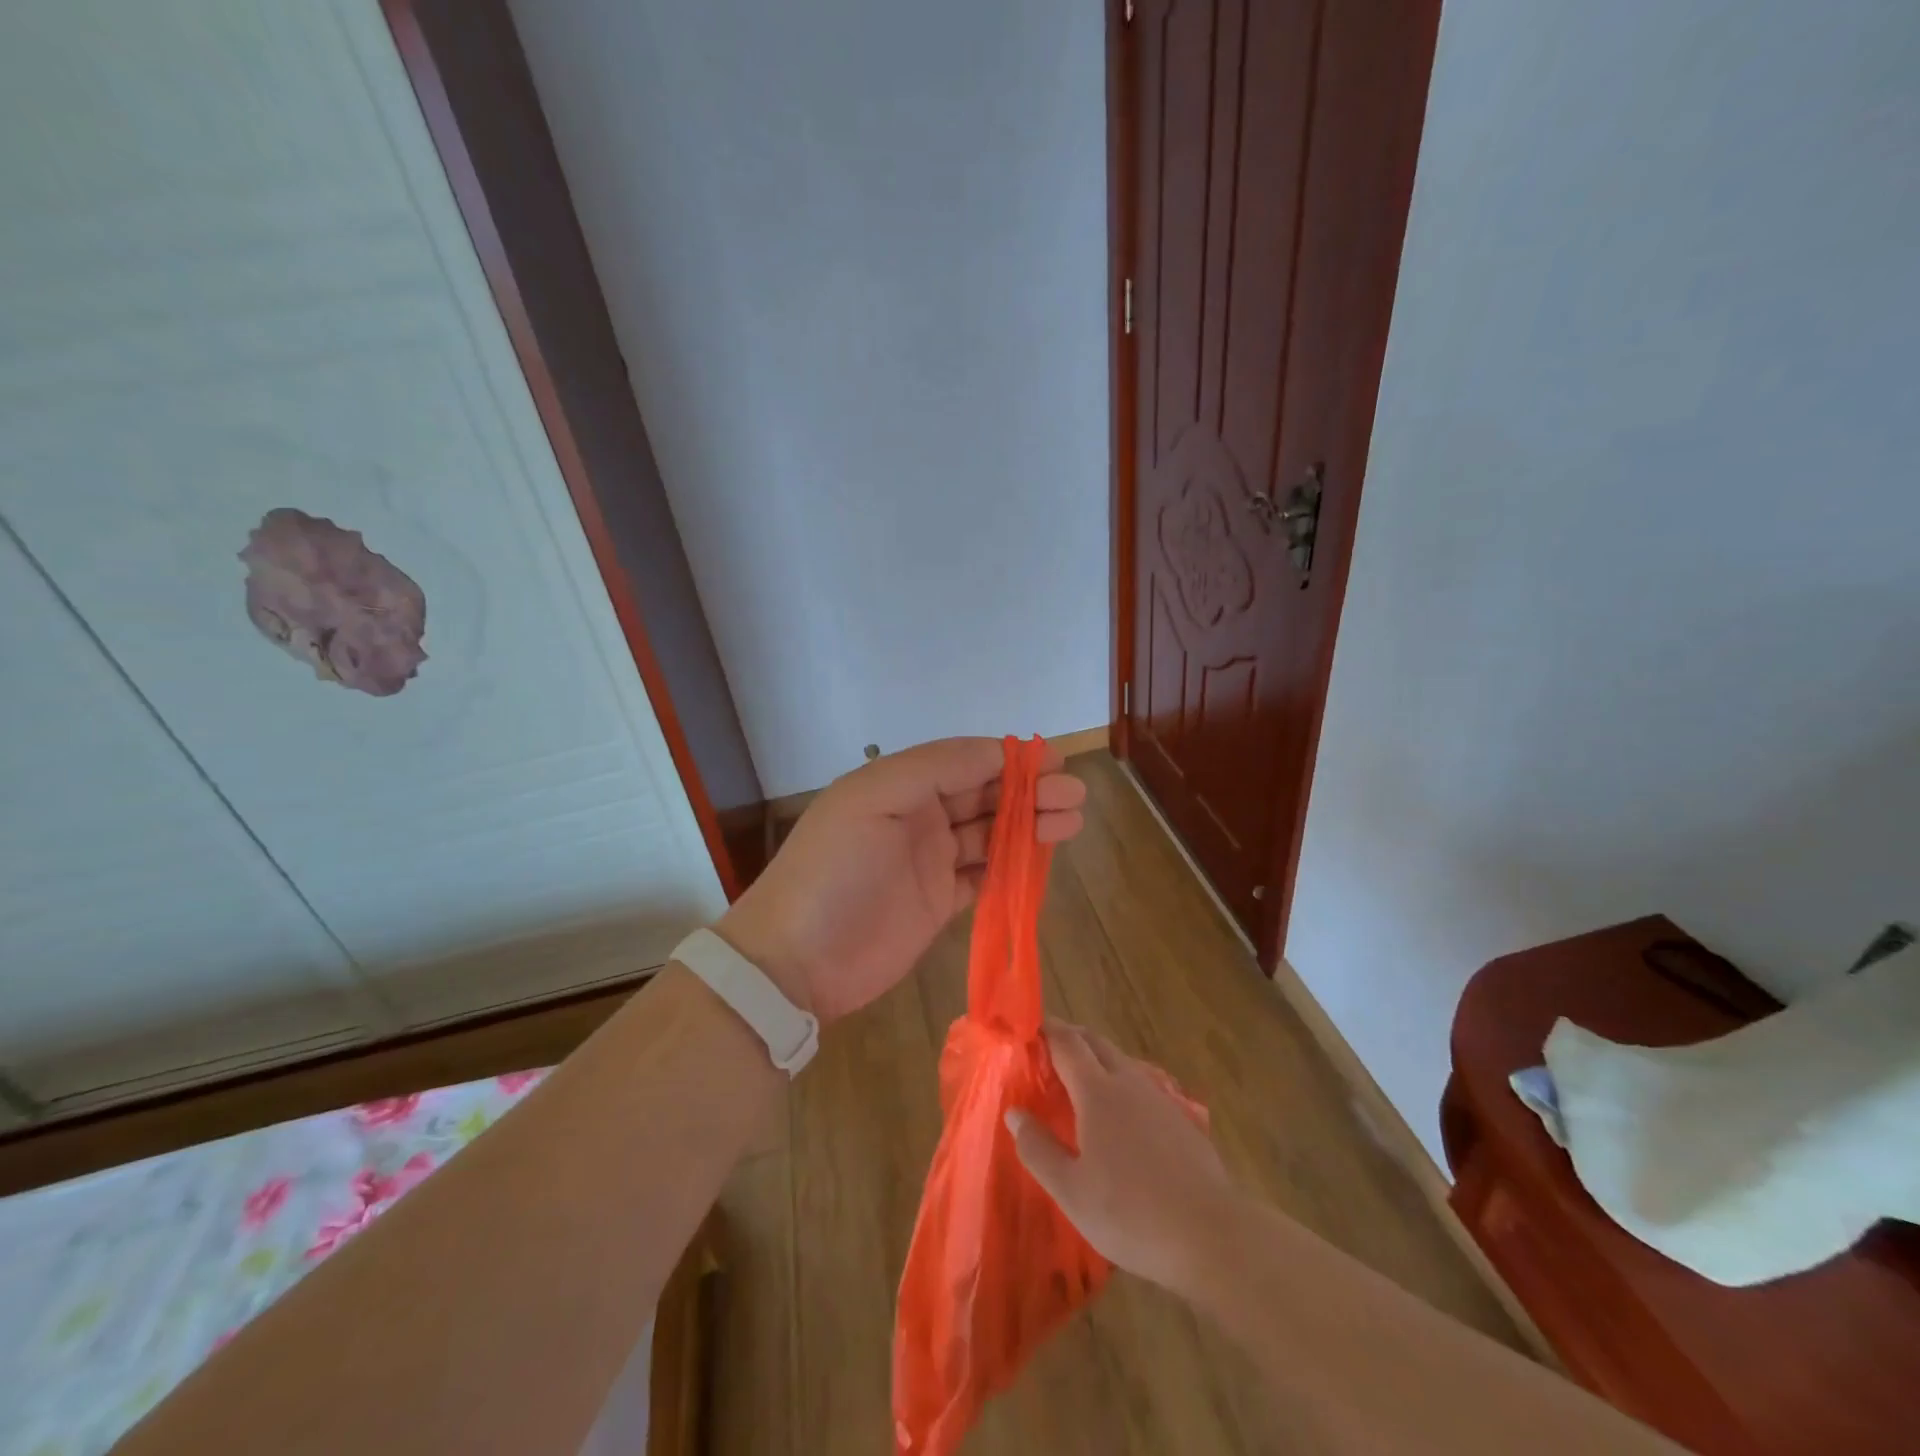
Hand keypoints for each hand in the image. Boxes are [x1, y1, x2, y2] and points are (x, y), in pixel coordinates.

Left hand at [716, 737, 1086, 1022]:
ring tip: (1071, 821)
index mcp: (899, 784)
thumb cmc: (834, 871)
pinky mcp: (939, 902)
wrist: (796, 961)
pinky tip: (1043, 858)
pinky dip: (1014, 865)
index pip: (964, 761)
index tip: (1054, 760)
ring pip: (990, 834)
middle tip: (1073, 795)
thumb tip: (995, 750)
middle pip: (984, 796)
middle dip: (1029, 791)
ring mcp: (929, 861)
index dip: (1008, 759)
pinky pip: (985, 875)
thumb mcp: (873, 801)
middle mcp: (917, 816)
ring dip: (1030, 826)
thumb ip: (934, 769)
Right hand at [1008, 1022, 1239, 1295]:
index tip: (1028, 1030)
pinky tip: (1120, 1115)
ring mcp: (1159, 1097)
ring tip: (1079, 1080)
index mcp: (1097, 1091)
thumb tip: (1014, 1113)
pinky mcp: (1180, 1118)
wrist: (1210, 1234)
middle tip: (1048, 1049)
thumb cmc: (1130, 1213)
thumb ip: (1038, 1149)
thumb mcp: (1071, 1191)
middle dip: (1071, 1037)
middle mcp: (1128, 1082)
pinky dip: (1120, 1081)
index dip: (1047, 1031)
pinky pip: (1141, 1084)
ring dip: (1097, 1058)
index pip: (1067, 1043)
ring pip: (1122, 1061)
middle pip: (1096, 1042)